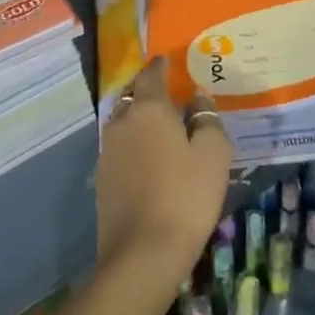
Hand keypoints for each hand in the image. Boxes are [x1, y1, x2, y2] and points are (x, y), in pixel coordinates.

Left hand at [96, 59, 232, 287]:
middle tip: (166, 92)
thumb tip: (198, 98)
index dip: (160, 66)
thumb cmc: (185, 196)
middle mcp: (123, 121)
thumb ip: (207, 120)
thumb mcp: (213, 155)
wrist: (142, 254)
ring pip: (123, 121)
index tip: (167, 60)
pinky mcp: (102, 178)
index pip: (152, 75)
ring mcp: (107, 151)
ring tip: (158, 125)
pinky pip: (119, 147)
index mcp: (149, 108)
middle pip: (134, 96)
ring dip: (138, 117)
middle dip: (147, 90)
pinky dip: (132, 143)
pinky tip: (146, 158)